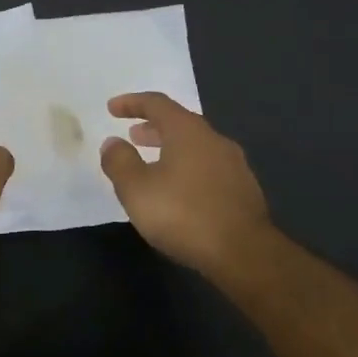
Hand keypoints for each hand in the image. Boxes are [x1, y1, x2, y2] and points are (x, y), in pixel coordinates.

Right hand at [99, 92, 272, 276]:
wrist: (245, 254)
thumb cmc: (184, 214)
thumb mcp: (137, 189)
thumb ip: (120, 162)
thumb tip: (112, 143)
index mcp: (187, 131)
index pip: (157, 103)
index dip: (132, 103)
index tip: (112, 109)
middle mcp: (214, 139)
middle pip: (180, 122)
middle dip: (153, 127)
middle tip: (133, 136)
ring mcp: (234, 164)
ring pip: (197, 146)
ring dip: (172, 149)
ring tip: (154, 165)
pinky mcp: (244, 189)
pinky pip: (209, 167)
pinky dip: (189, 168)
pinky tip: (181, 191)